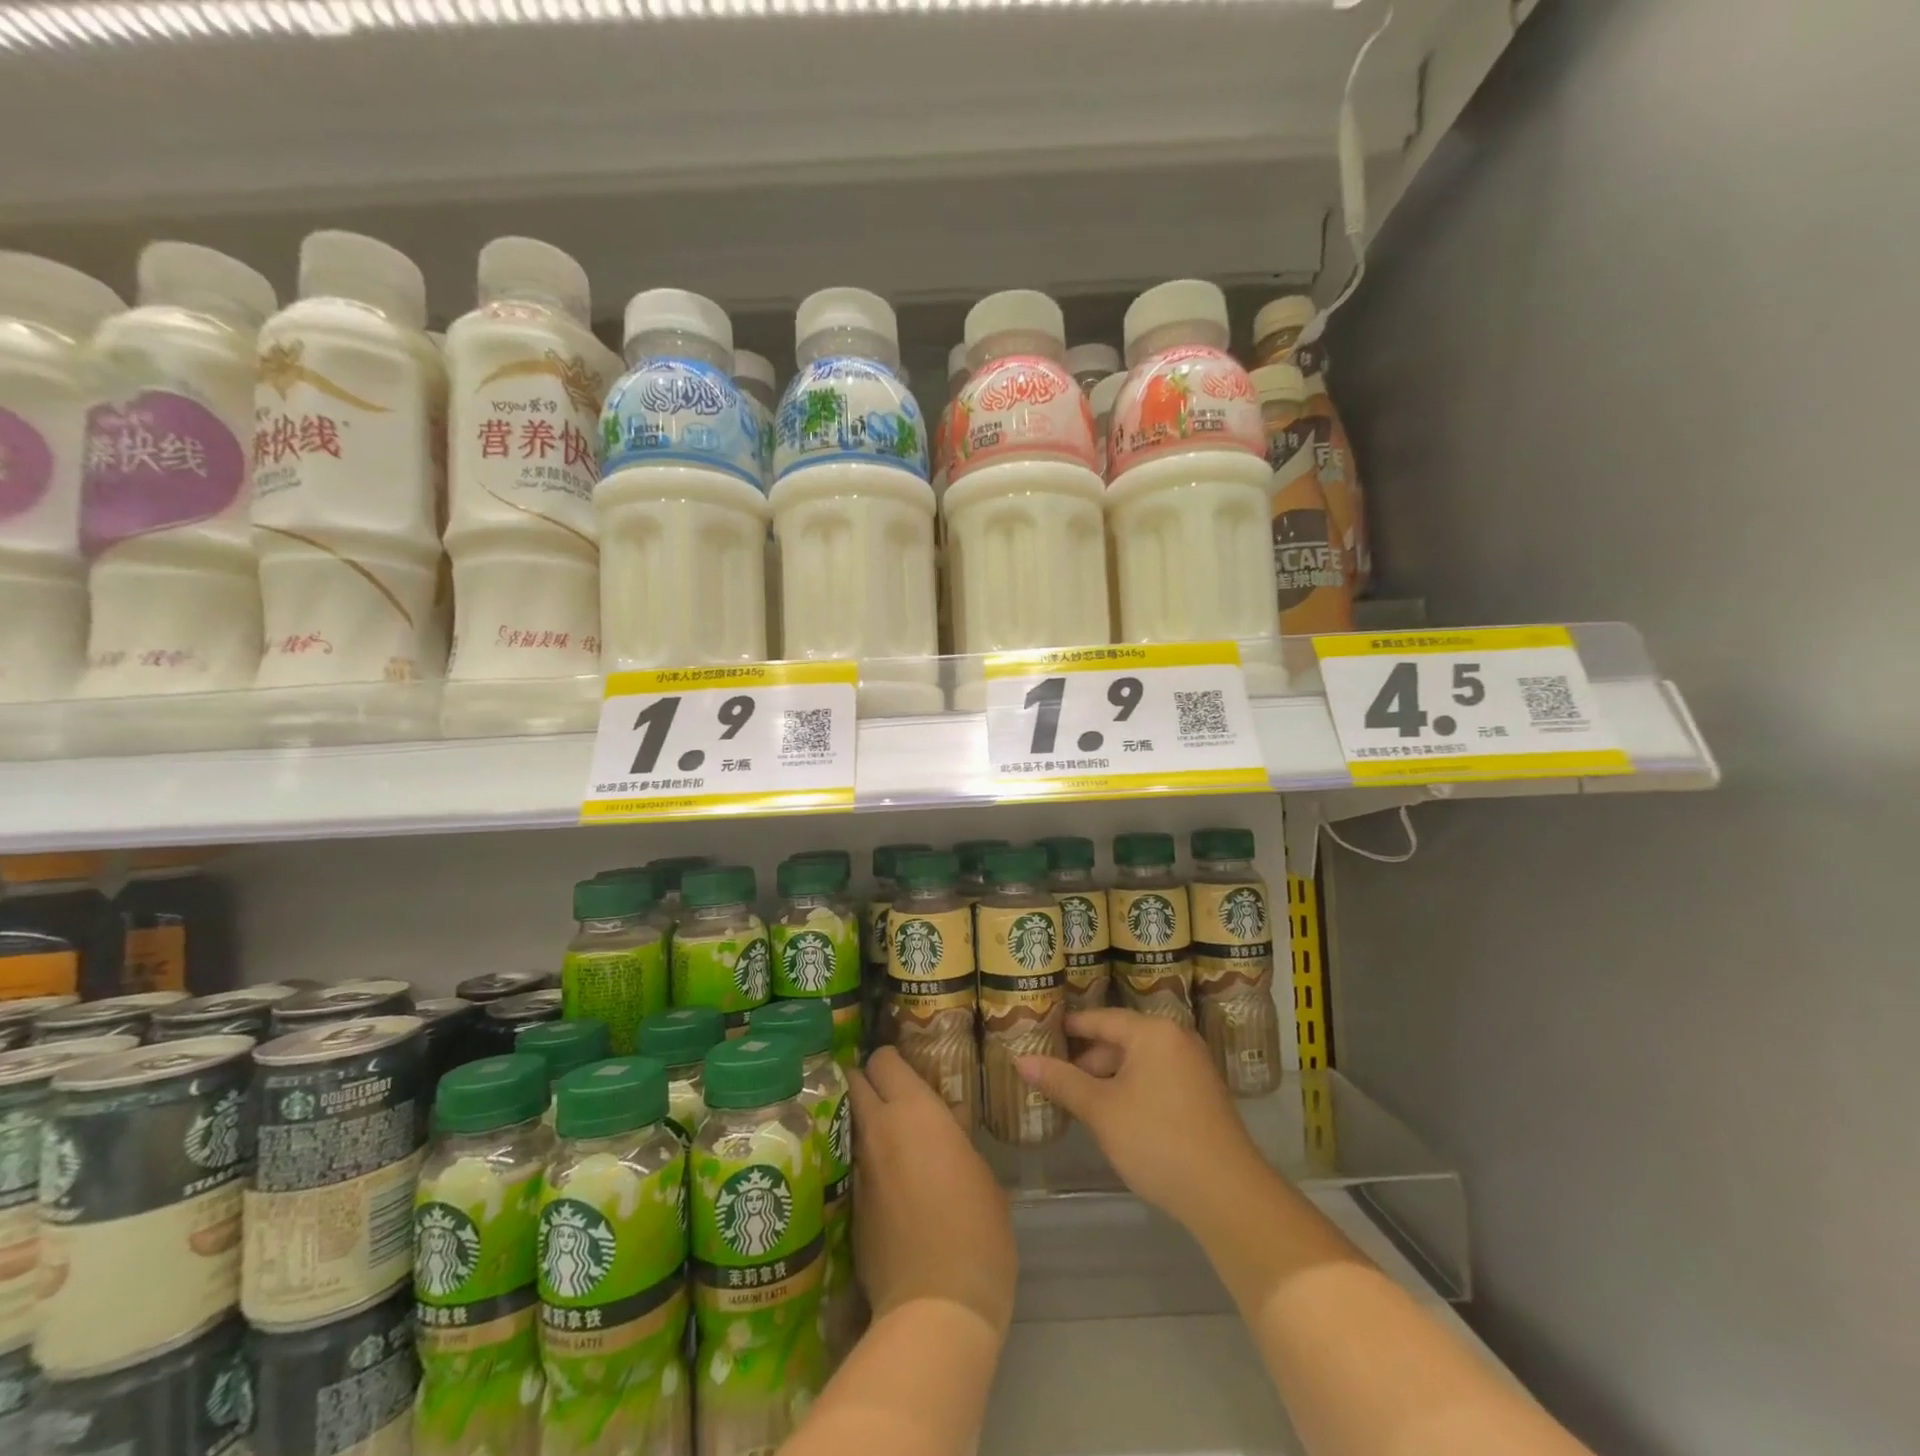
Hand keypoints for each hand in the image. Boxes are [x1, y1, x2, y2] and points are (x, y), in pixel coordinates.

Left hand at [849, 1047, 1016, 1336]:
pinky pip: (853, 1167)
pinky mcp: (850, 1207)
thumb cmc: (977, 1228)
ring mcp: (859, 1169)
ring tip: (886, 1137)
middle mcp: (878, 1129)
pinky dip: (864, 1164)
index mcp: (914, 1110)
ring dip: (863, 1123)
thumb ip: (956, 1138)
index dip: (890, 1060)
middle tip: (887, 1095)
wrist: (937, 1306)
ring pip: (850, 1124)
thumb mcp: (981, 1173)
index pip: (884, 1059)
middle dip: (866, 1081)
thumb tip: (948, 1123)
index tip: (904, 1070)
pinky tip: (884, 1183)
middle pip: (854, 1081)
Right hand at [1016, 1008, 1266, 1222]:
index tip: (1039, 1032)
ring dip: (1108, 1078)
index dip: (1069, 1027)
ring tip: (1076, 1099)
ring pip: (1138, 1061)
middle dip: (1086, 1059)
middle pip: (1120, 1039)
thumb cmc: (1158, 1140)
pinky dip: (1131, 1089)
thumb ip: (1062, 1081)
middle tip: (1052, 1075)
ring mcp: (1193, 1066)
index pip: (1101, 1018)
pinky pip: (1156, 1078)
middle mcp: (1176, 1038)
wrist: (1228, 1195)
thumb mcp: (1102, 1110)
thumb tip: (1020, 1060)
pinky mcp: (1202, 1094)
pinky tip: (1112, 1115)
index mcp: (1153, 1031)